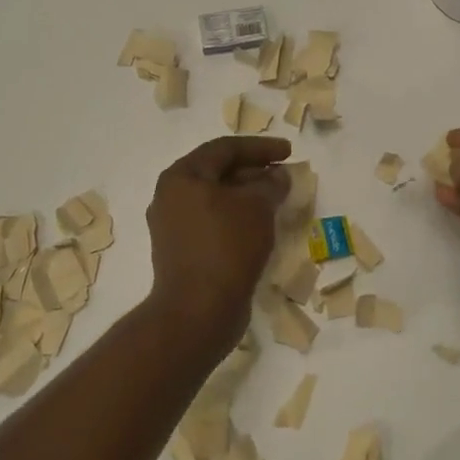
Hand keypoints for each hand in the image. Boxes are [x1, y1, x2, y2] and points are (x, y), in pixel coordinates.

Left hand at [144, 136, 291, 356]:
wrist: (197, 312)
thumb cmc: (226, 247)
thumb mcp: (256, 207)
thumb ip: (270, 184)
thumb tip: (276, 175)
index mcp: (182, 176)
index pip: (224, 148)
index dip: (260, 147)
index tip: (288, 151)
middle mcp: (170, 196)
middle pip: (217, 172)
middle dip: (253, 171)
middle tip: (283, 174)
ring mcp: (173, 226)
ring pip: (215, 199)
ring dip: (246, 196)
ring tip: (276, 199)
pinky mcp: (181, 252)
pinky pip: (213, 223)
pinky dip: (237, 218)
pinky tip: (260, 226)